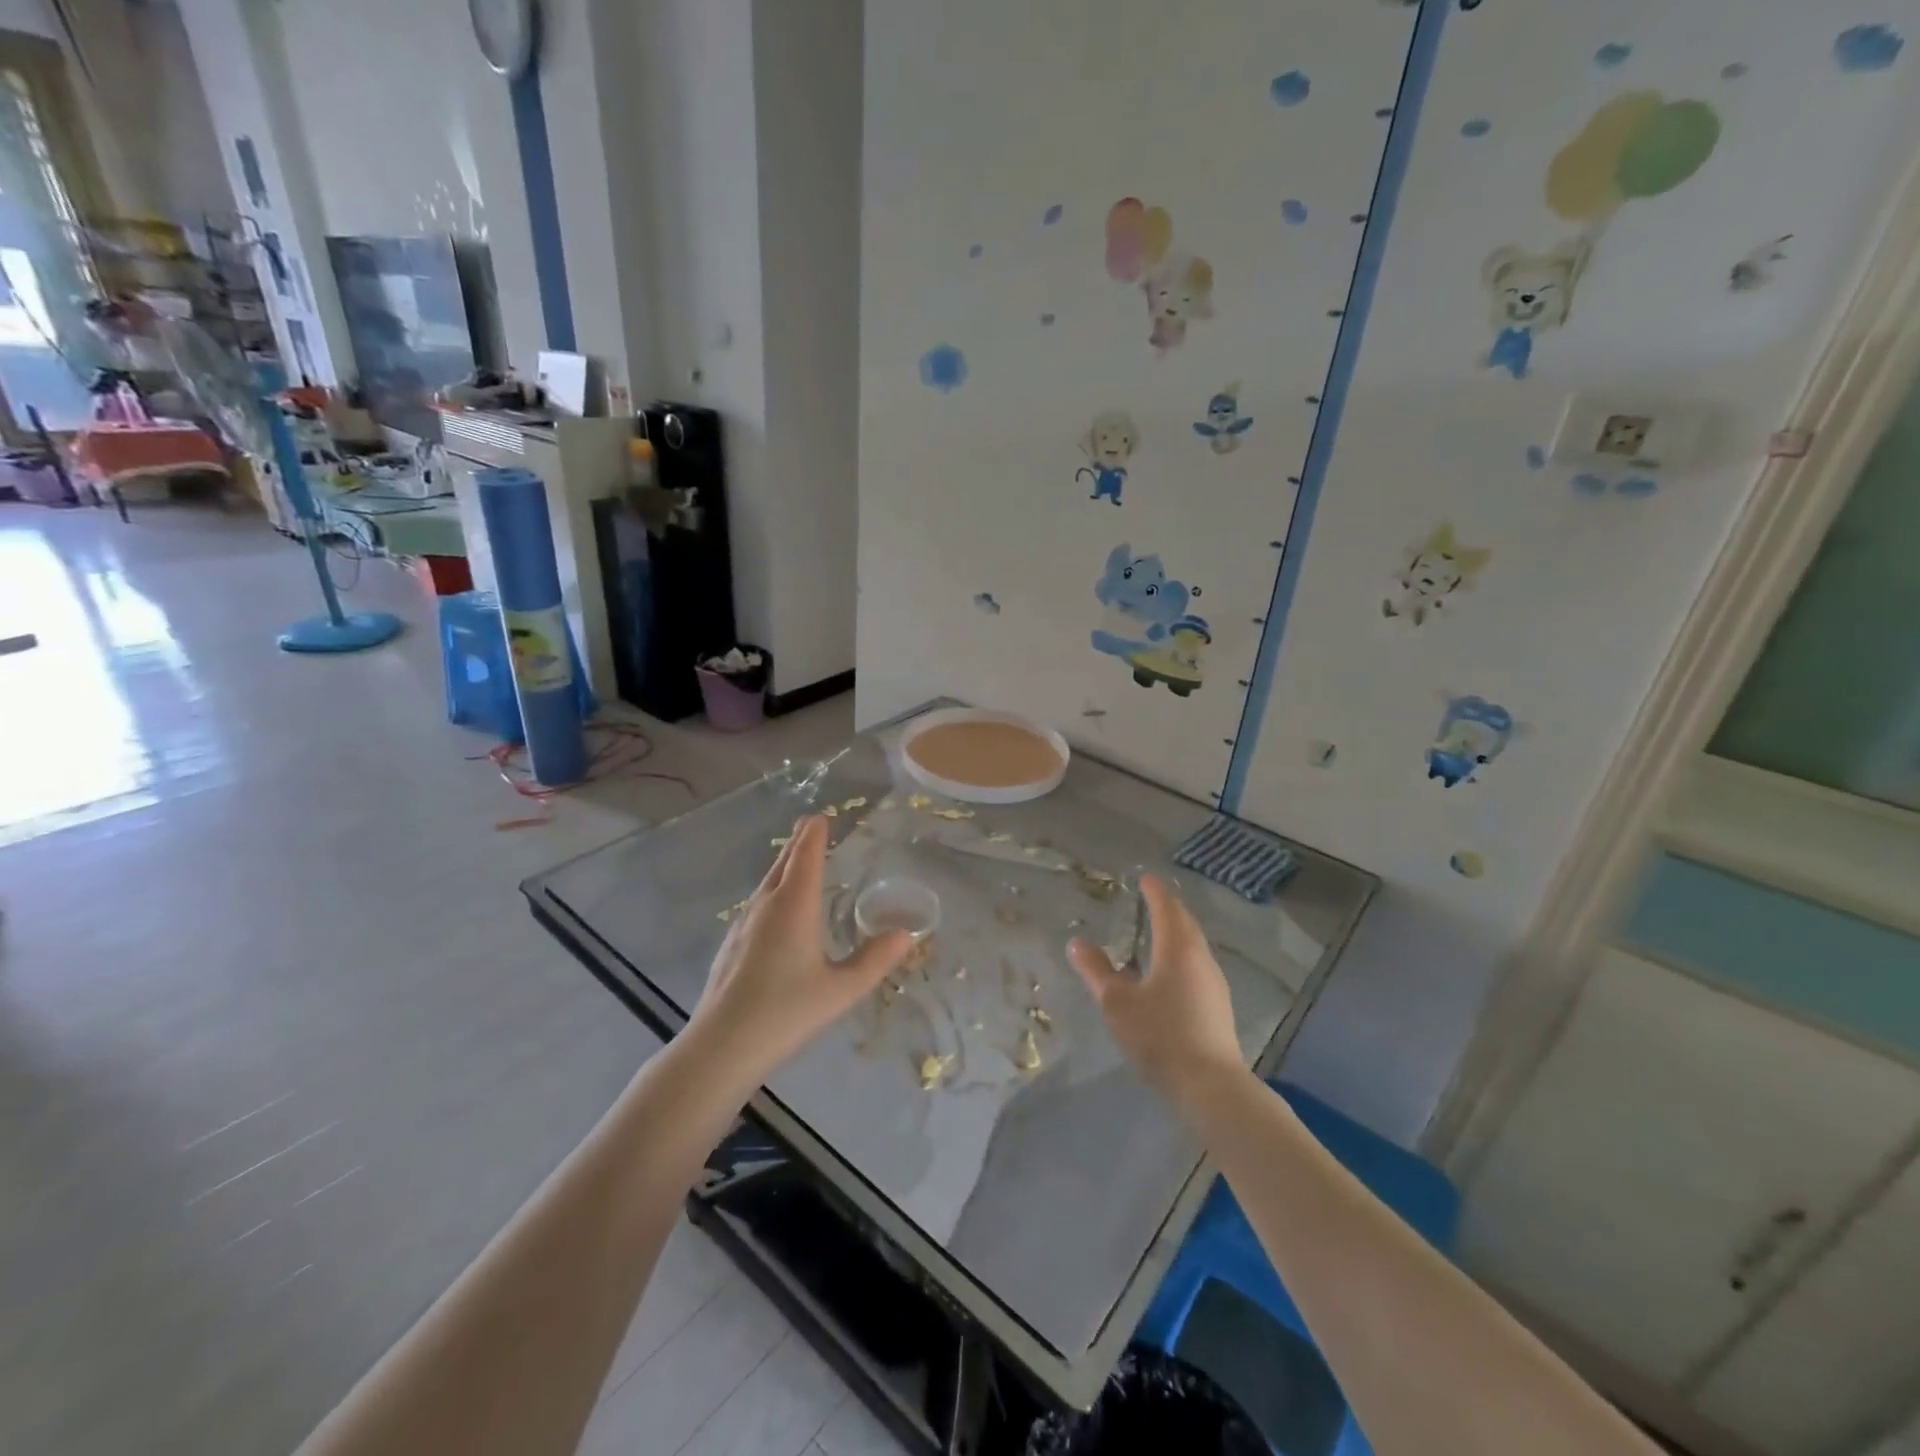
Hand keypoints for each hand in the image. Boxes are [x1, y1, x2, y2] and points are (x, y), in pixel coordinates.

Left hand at [687, 815, 911, 1088]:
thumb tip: (907, 934)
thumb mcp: (842, 990)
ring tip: (796, 862)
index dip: (815, 833)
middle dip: (798, 843)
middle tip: (810, 826)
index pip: (806, 855)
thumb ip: (875, 960)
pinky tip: (776, 913)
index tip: (822, 816)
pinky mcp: (731, 944)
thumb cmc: (786, 1012)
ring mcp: (743, 924)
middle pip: (783, 863)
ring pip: (767, 884)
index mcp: (794, 905)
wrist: (721, 1046)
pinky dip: (773, 892)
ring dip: (784, 867)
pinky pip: (757, 904)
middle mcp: (765, 905)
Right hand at [1067, 874, 1245, 1104]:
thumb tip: (1077, 943)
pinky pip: (1197, 965)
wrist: (1210, 1084)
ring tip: (1157, 932)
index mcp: (1177, 948)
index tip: (1145, 878)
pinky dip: (1182, 955)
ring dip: (1176, 932)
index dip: (1154, 891)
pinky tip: (1169, 973)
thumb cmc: (1159, 1034)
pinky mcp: (1218, 1005)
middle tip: (1151, 899)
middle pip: (1185, 923)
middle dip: (1168, 908)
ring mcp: (1214, 982)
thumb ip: (1096, 970)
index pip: (1166, 907)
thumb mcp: (1116, 1002)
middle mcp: (1200, 958)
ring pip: (1194, 945)